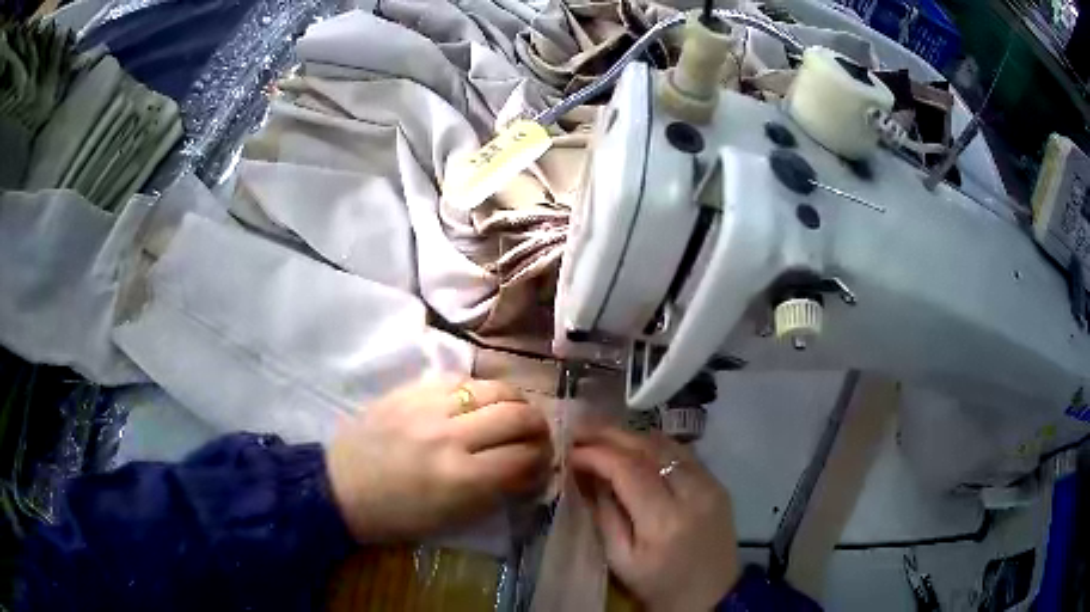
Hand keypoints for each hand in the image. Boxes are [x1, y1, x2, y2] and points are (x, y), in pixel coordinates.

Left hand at [326, 377, 552, 542]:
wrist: (340, 487)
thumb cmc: (397, 516)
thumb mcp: (453, 518)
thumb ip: (497, 491)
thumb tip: (530, 470)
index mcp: (461, 478)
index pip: (525, 457)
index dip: (543, 461)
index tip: (542, 465)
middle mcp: (450, 435)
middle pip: (518, 415)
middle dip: (539, 428)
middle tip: (536, 438)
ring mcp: (429, 406)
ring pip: (495, 388)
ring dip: (516, 402)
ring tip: (514, 415)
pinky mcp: (412, 389)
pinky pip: (463, 379)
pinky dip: (482, 390)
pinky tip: (480, 403)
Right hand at [572, 426, 739, 611]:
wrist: (712, 596)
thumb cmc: (659, 586)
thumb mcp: (620, 560)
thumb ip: (603, 514)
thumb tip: (585, 475)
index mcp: (665, 520)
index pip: (628, 470)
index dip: (596, 453)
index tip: (570, 449)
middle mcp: (693, 493)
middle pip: (649, 447)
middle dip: (610, 434)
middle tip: (580, 429)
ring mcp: (711, 484)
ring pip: (668, 444)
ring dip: (632, 435)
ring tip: (602, 434)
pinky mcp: (718, 484)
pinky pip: (682, 453)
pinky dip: (654, 446)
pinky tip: (634, 448)